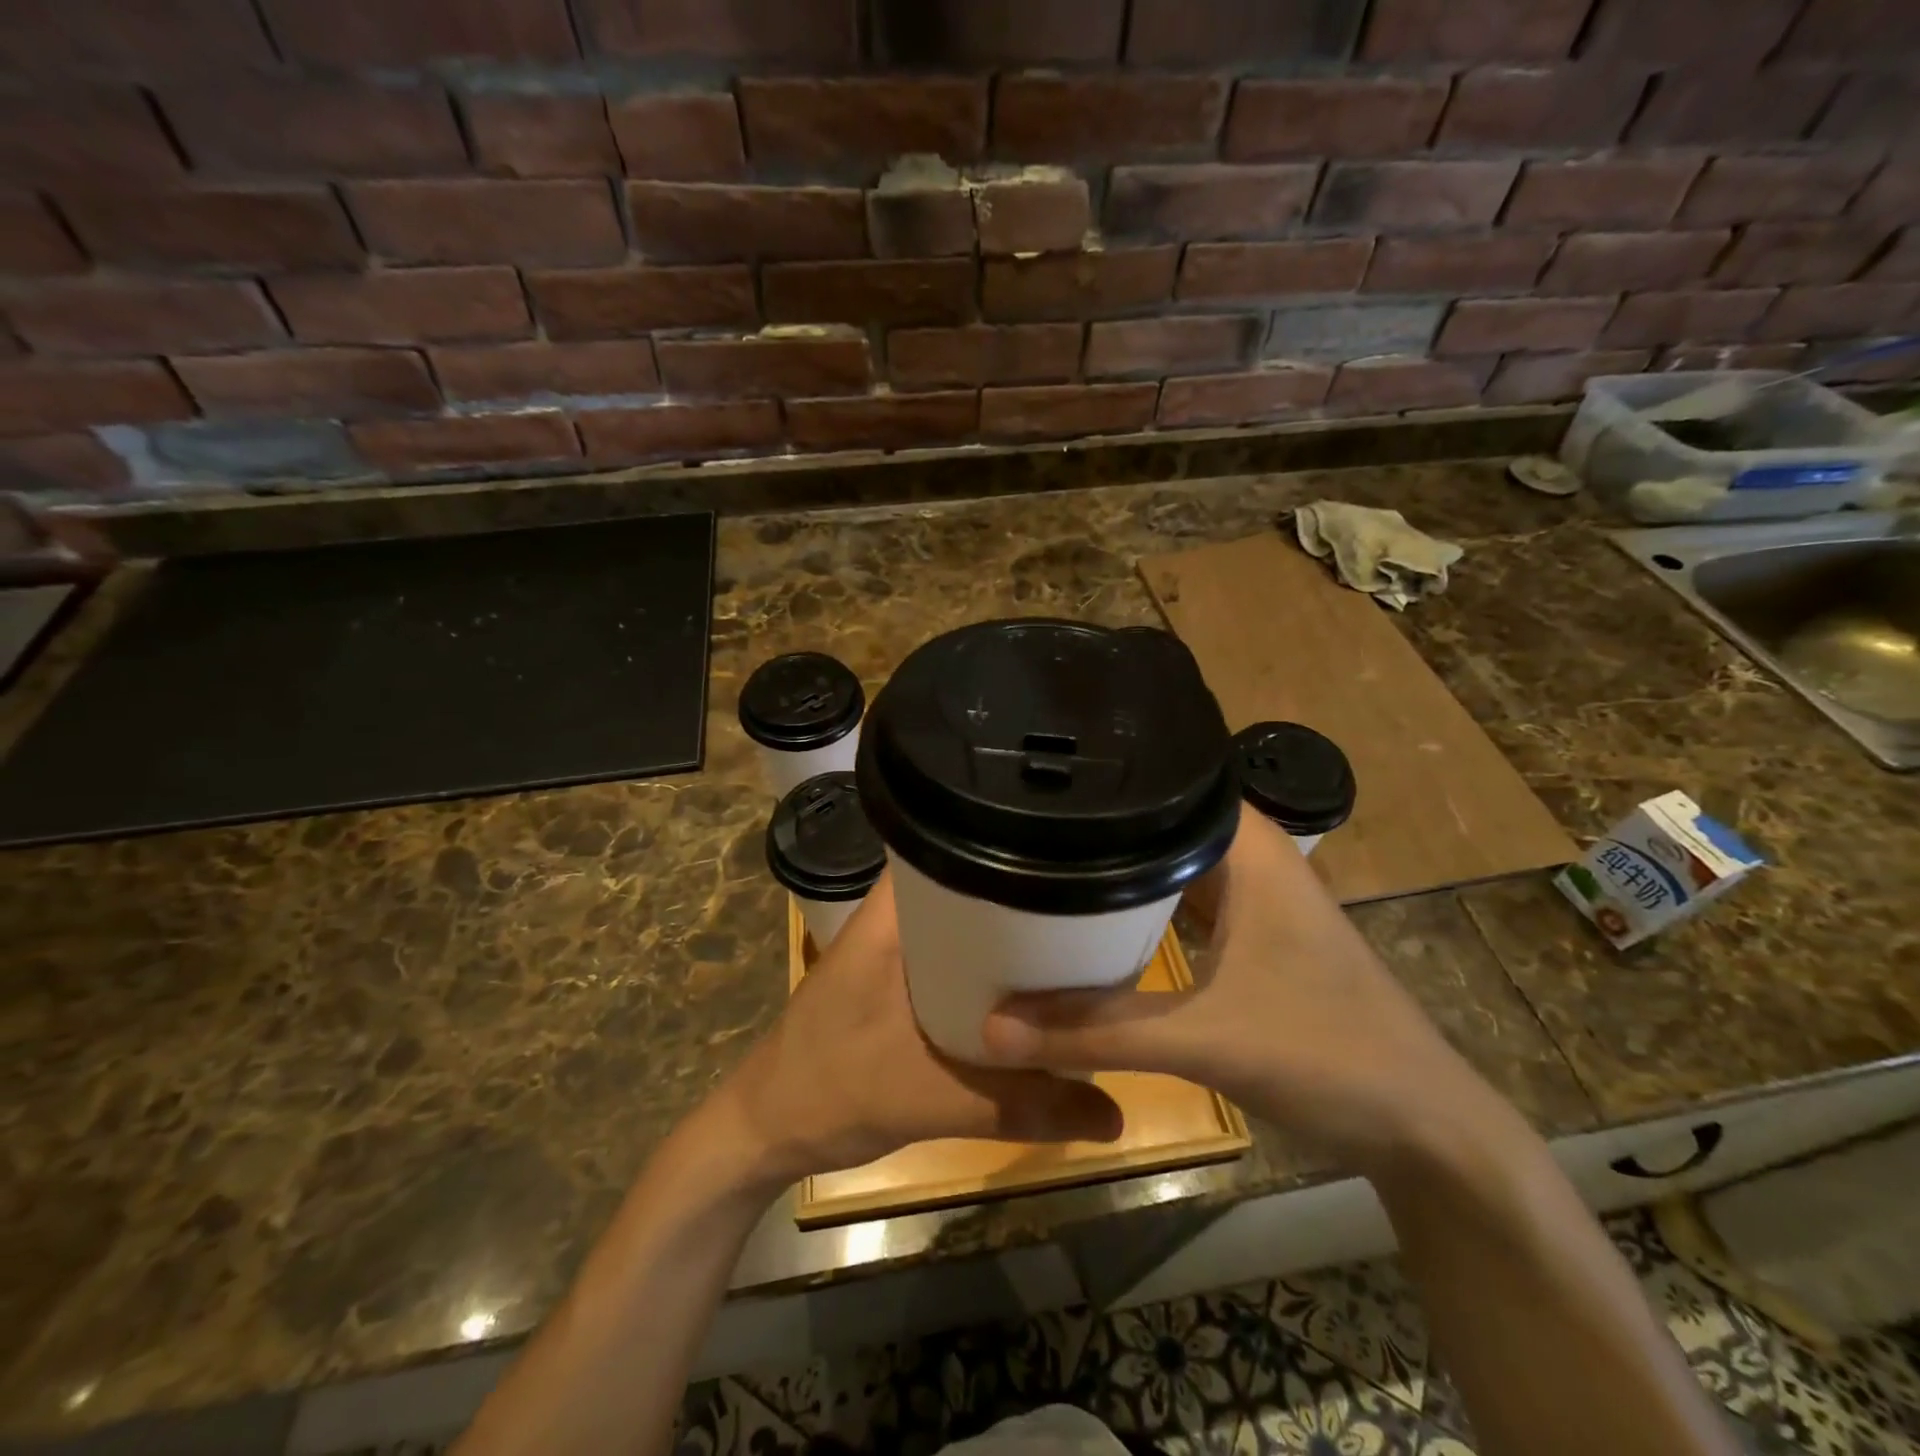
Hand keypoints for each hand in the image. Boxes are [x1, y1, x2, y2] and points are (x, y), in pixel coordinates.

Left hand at [721, 875, 1123, 1183]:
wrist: (767, 1130)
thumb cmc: (832, 1089)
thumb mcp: (933, 1098)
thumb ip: (1023, 1106)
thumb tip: (1117, 1116)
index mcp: (894, 910)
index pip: (953, 840)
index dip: (1011, 839)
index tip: (1070, 849)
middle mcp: (895, 914)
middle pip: (970, 882)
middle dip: (1026, 892)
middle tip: (1091, 903)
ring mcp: (894, 945)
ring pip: (965, 922)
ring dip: (1008, 934)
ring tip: (1077, 937)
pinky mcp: (896, 977)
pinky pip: (956, 956)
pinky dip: (989, 967)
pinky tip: (1030, 987)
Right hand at [980, 806, 1505, 1176]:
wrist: (1421, 1128)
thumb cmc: (1328, 1055)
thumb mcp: (1203, 1039)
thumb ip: (1094, 1033)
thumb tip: (992, 1028)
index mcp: (1248, 846)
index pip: (1164, 780)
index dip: (1100, 779)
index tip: (1028, 781)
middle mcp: (1249, 856)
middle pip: (1156, 822)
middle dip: (1091, 828)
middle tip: (1011, 825)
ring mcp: (1252, 896)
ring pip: (1166, 864)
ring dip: (1113, 871)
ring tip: (1031, 862)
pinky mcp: (1248, 934)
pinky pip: (1177, 903)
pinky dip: (1136, 908)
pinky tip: (1087, 918)